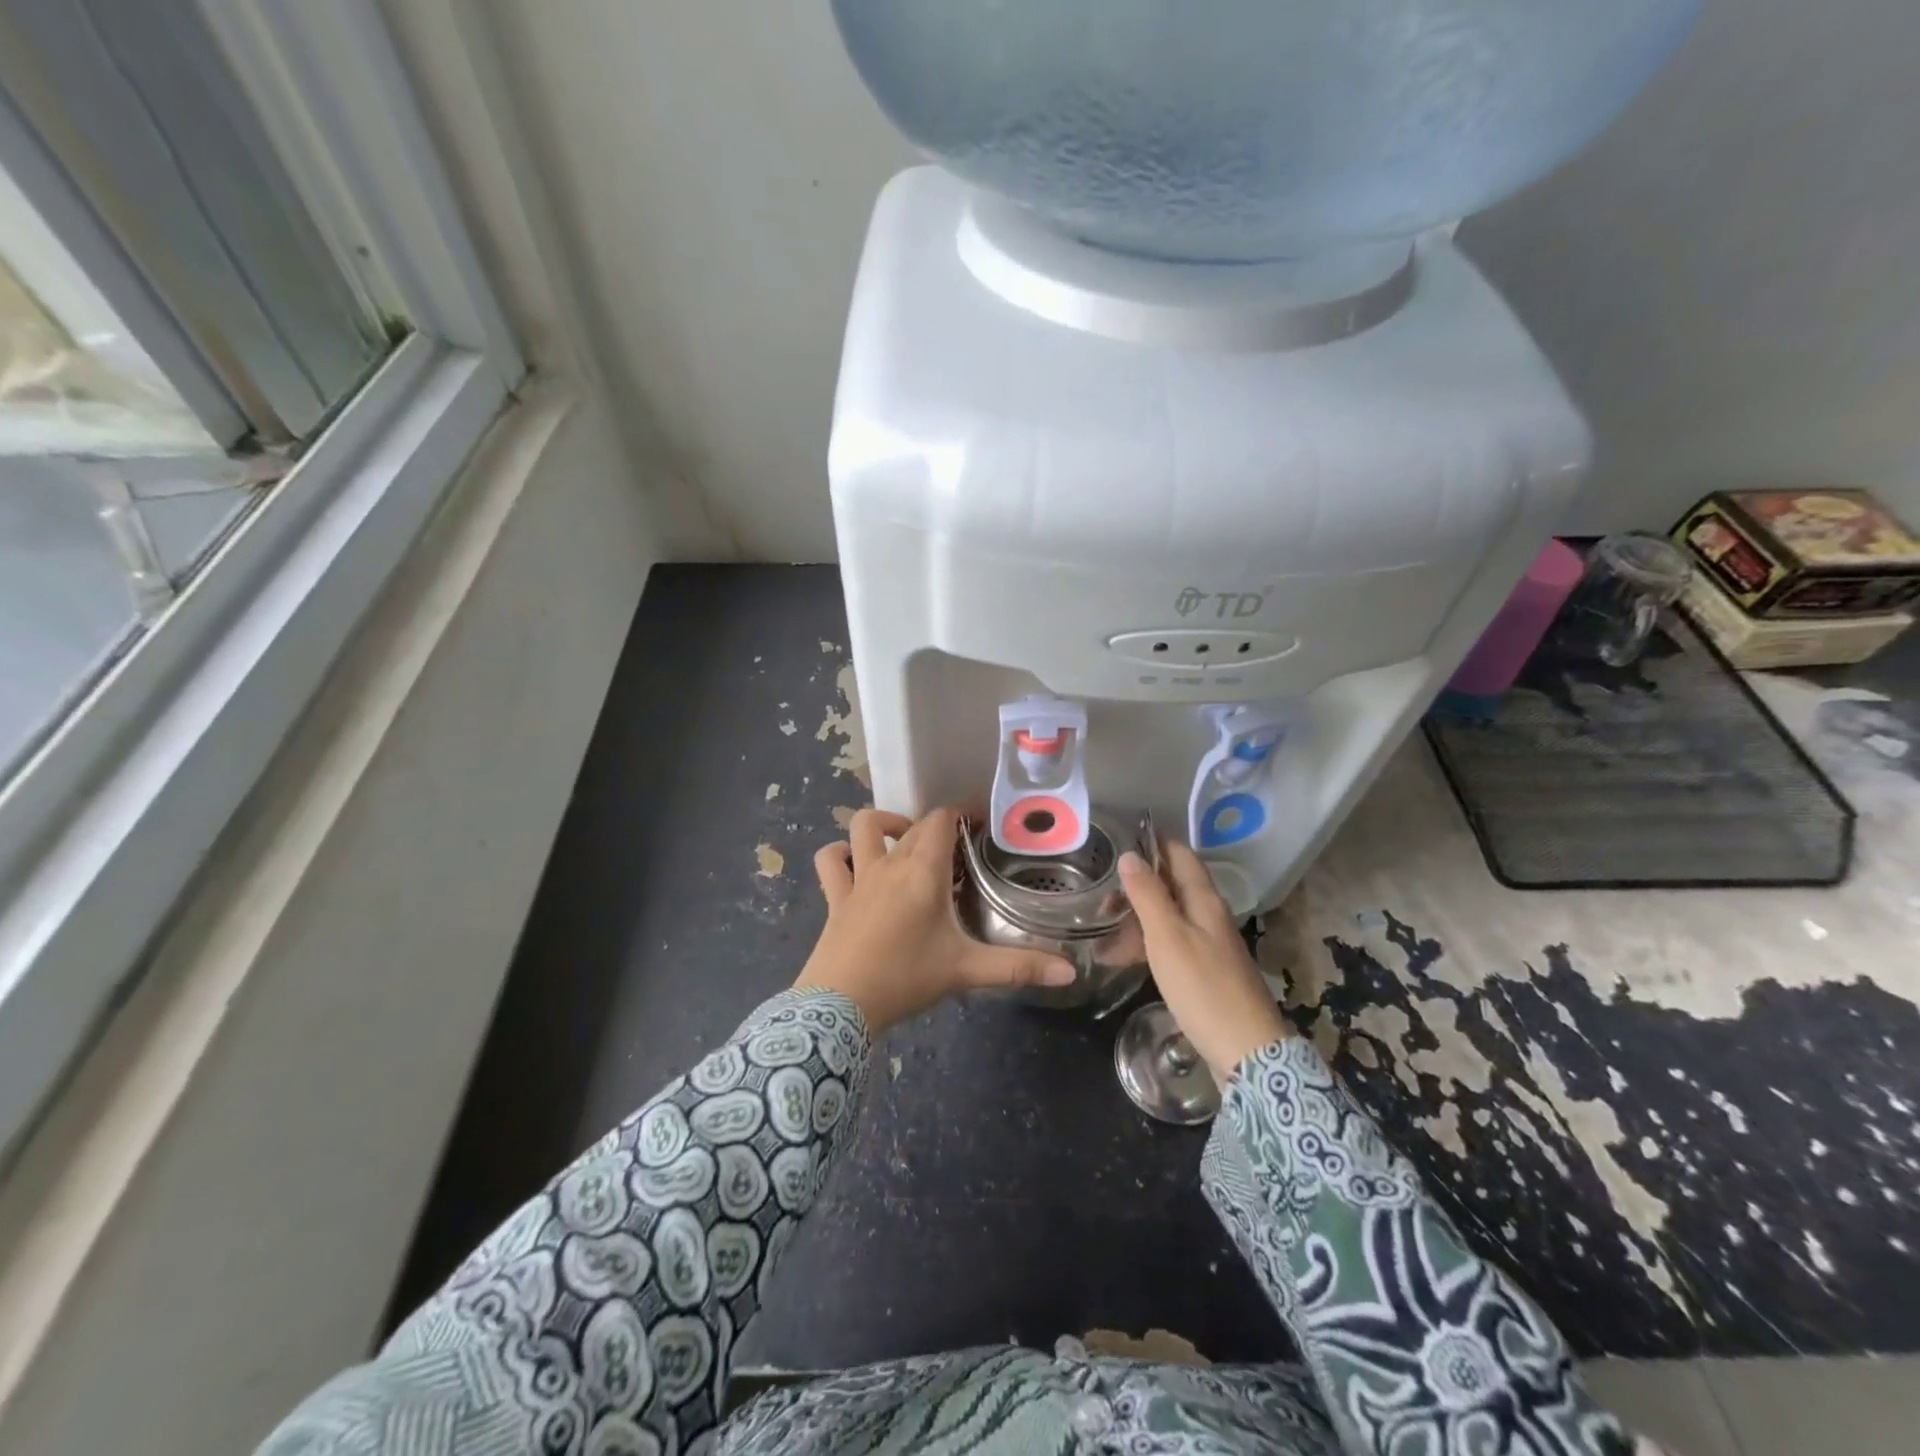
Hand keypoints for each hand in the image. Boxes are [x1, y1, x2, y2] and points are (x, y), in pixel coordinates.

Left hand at [795, 808, 1075, 1033]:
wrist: (841, 1005)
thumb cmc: (906, 978)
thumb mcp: (966, 971)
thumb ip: (1019, 968)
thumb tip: (1069, 973)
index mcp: (923, 871)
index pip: (942, 819)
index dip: (962, 814)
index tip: (981, 826)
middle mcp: (890, 864)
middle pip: (913, 826)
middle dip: (936, 828)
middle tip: (957, 851)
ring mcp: (858, 877)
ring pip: (863, 827)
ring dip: (883, 825)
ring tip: (903, 842)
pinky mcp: (835, 896)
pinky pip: (831, 861)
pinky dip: (840, 854)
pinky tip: (853, 864)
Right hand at [1119, 841, 1288, 1081]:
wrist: (1247, 1053)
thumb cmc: (1203, 989)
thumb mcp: (1168, 938)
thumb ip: (1148, 896)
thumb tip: (1131, 855)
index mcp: (1205, 902)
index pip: (1181, 856)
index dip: (1155, 843)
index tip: (1123, 837)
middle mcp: (1210, 917)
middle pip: (1174, 886)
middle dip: (1139, 883)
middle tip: (1102, 891)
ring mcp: (1210, 946)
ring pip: (1170, 917)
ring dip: (1139, 916)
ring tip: (1104, 924)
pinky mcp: (1206, 973)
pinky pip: (1172, 944)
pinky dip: (1147, 943)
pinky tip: (1125, 957)